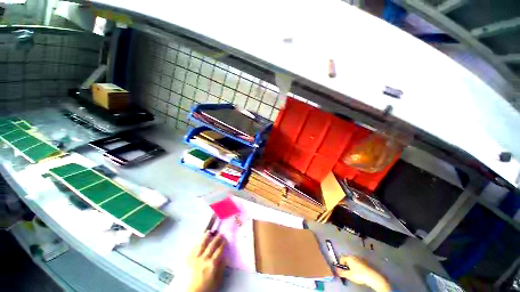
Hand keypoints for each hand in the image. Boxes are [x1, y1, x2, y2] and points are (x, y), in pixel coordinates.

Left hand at [185, 231, 227, 291]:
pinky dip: (196, 243)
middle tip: (220, 233)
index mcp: (212, 264)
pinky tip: (198, 240)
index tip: (226, 239)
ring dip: (206, 237)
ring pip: (201, 244)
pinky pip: (192, 248)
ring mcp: (194, 257)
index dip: (223, 244)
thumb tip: (225, 258)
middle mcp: (204, 258)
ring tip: (209, 232)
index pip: (219, 251)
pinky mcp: (185, 259)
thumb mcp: (215, 282)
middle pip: (212, 246)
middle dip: (216, 238)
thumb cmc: (203, 289)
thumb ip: (221, 269)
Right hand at [335, 256, 390, 291]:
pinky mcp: (364, 262)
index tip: (343, 271)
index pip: (341, 258)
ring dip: (351, 266)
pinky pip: (357, 262)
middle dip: (346, 265)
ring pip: (353, 261)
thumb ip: (341, 272)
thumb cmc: (359, 275)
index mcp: (349, 257)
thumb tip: (336, 270)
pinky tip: (359, 272)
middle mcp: (353, 256)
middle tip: (348, 272)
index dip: (341, 265)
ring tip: (354, 273)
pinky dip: (357, 266)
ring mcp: (360, 258)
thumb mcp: (349, 275)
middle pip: (347, 259)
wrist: (372, 277)